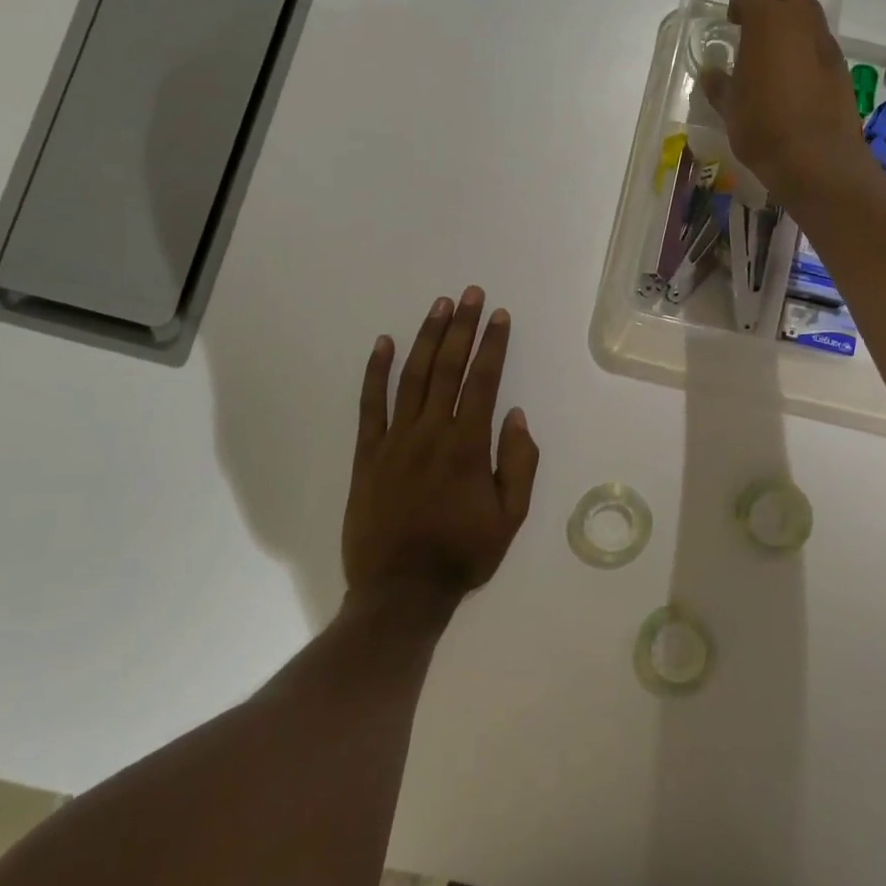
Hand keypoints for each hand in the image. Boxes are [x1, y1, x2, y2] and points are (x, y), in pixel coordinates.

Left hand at [343, 288, 539, 603]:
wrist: (400, 591)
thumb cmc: (462, 554)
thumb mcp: (510, 518)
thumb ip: (519, 463)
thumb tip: (516, 416)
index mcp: (468, 446)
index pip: (483, 381)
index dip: (493, 345)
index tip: (499, 315)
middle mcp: (431, 433)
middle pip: (448, 368)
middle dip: (462, 327)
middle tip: (470, 294)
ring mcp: (395, 440)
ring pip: (412, 377)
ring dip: (427, 338)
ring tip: (439, 307)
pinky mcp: (367, 454)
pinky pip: (370, 405)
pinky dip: (375, 372)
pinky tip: (382, 343)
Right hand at [700, 0, 867, 203]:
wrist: (817, 160)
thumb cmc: (763, 128)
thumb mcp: (729, 108)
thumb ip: (719, 84)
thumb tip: (712, 73)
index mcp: (767, 22)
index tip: (733, 24)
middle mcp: (800, 22)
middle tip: (755, 32)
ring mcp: (826, 43)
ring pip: (809, 12)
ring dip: (792, 24)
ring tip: (775, 59)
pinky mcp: (841, 67)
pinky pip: (821, 43)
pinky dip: (807, 50)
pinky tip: (795, 83)